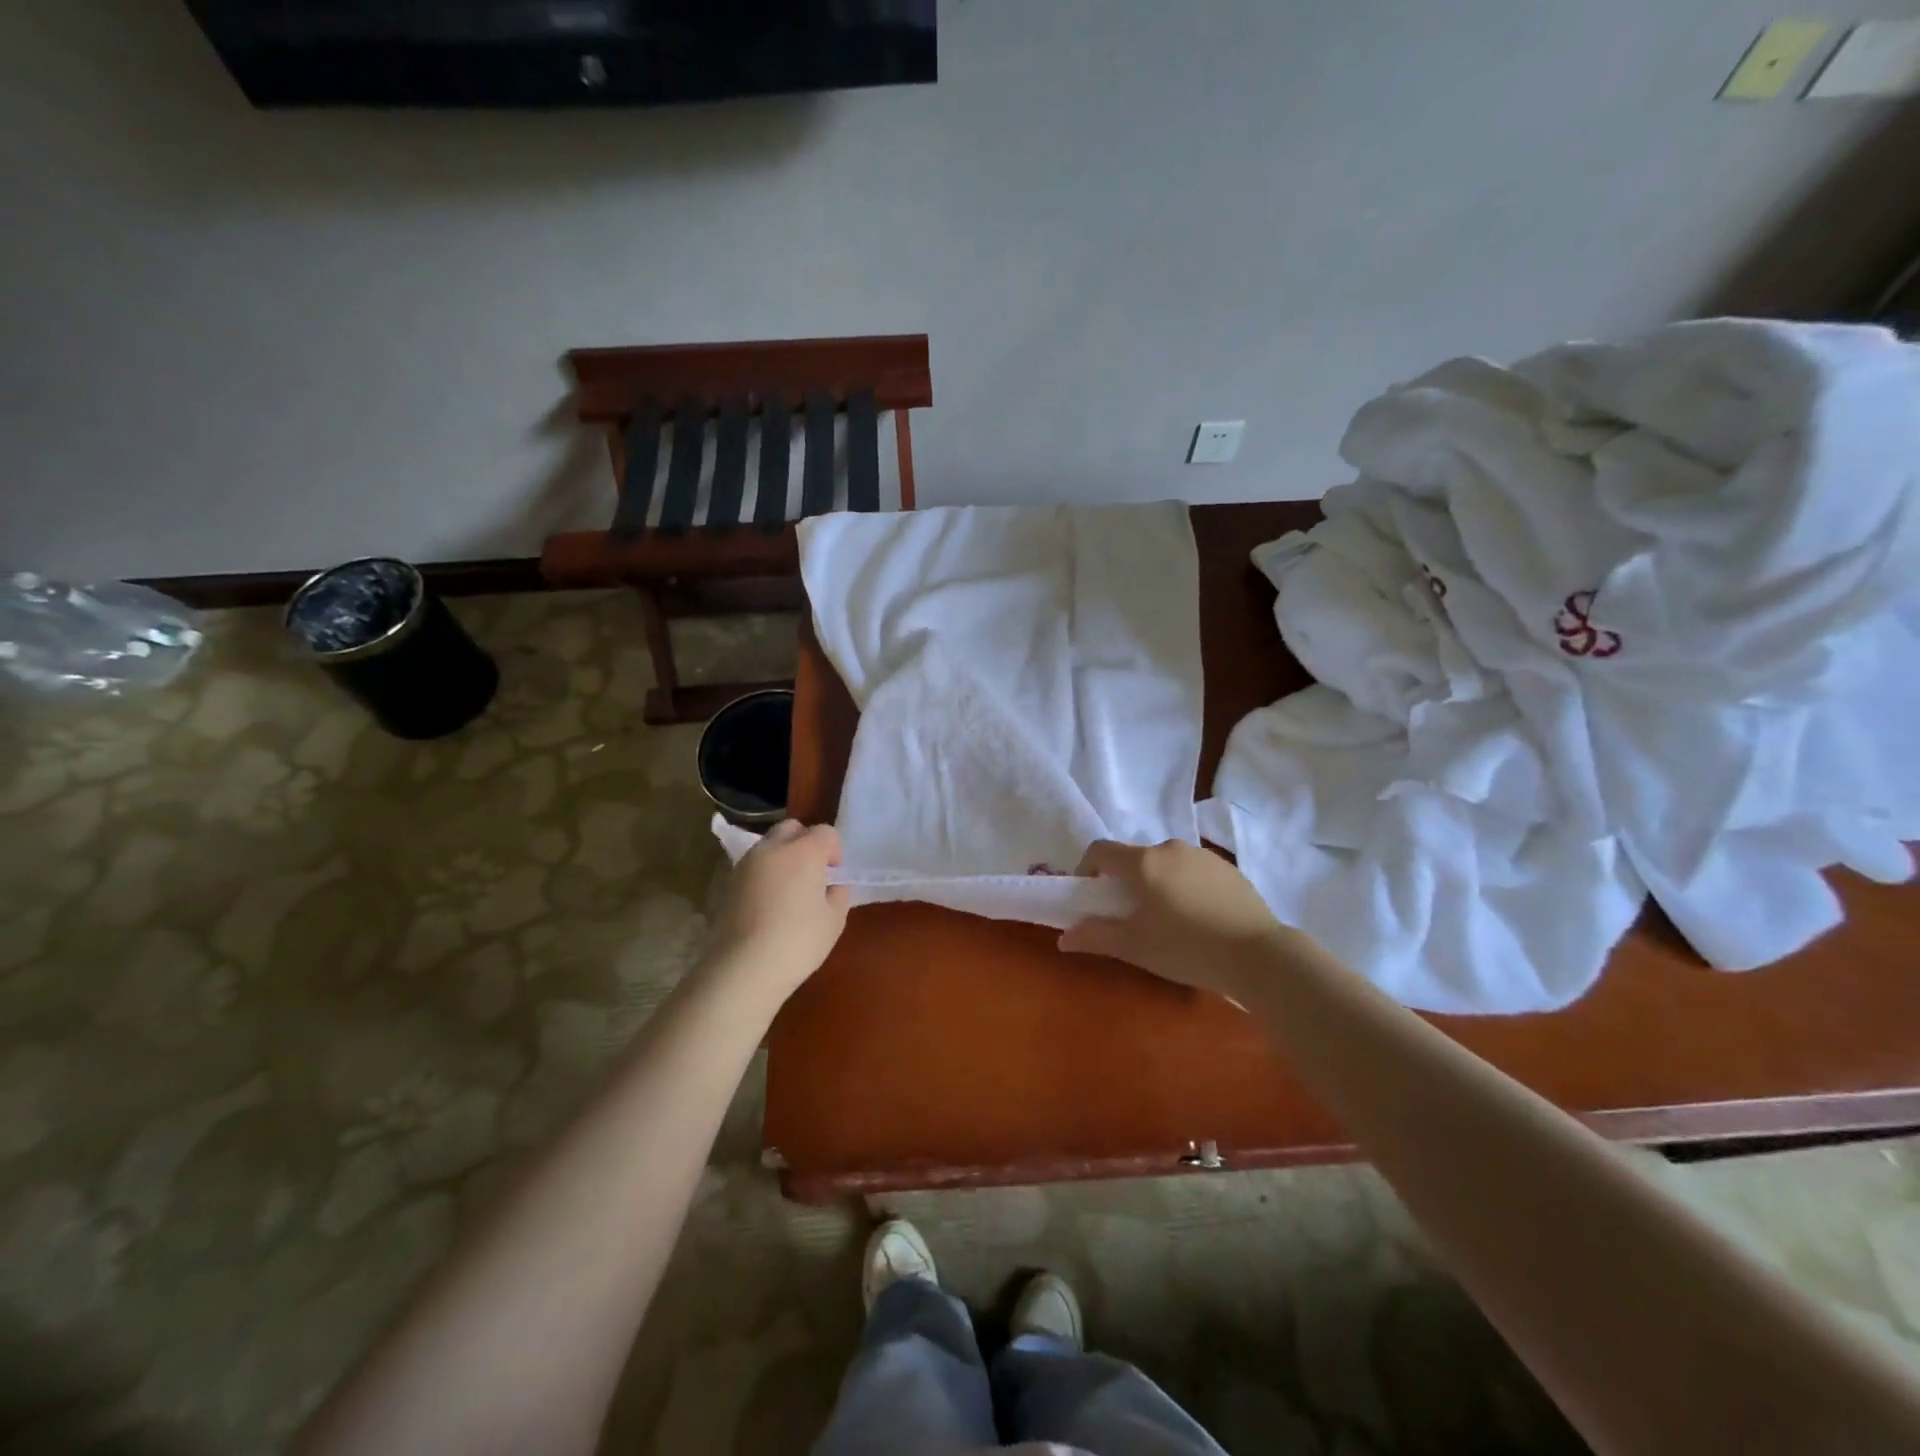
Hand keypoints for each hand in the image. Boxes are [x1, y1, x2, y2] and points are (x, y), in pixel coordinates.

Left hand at [703, 820, 849, 1008]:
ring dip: (784, 856)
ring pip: (770, 845)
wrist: (742, 968)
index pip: (825, 832)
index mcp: (804, 851)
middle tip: (813, 873)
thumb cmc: (797, 942)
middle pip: (792, 828)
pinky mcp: (729, 882)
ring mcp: (747, 864)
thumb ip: (838, 896)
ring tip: (790, 889)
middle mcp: (773, 848)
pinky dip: (766, 873)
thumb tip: (832, 887)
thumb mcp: (834, 921)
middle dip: (806, 842)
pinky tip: (770, 902)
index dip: (834, 851)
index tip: (834, 874)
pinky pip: (754, 865)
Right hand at [1059, 839, 1287, 1000]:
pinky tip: (1198, 919)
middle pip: (1134, 858)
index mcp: (1143, 862)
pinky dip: (1184, 886)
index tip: (1091, 897)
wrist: (1260, 955)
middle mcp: (1170, 848)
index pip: (1100, 850)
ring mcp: (1203, 855)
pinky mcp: (1228, 868)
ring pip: (1165, 863)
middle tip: (1130, 916)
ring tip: (1167, 920)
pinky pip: (1192, 871)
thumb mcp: (1135, 947)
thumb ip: (1096, 937)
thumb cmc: (1187, 948)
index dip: (1087, 869)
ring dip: (1156, 883)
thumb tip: (1064, 937)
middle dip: (1124, 882)